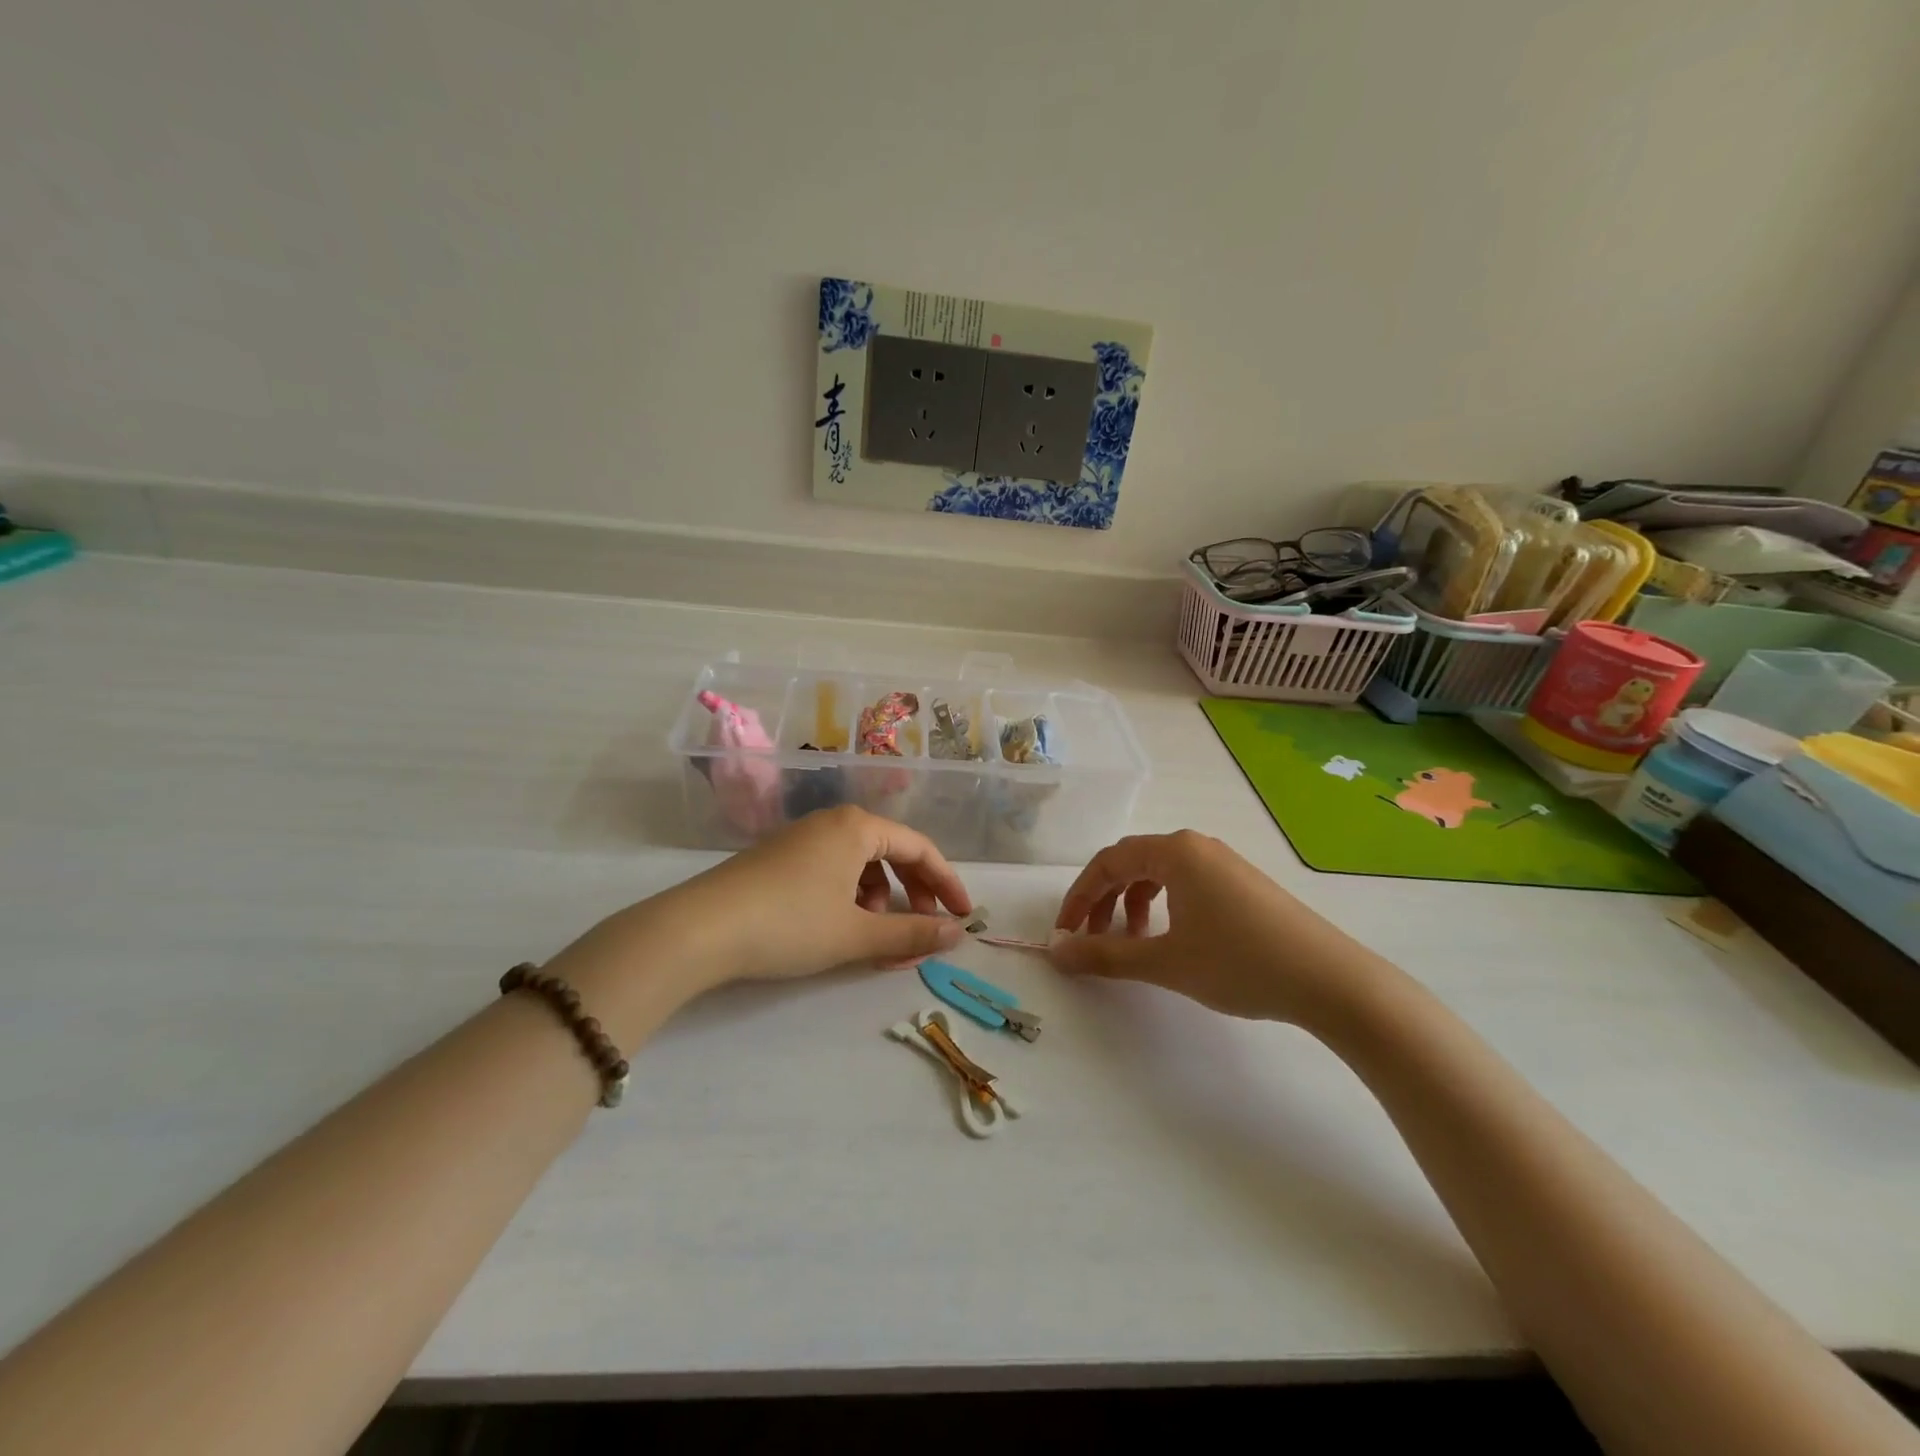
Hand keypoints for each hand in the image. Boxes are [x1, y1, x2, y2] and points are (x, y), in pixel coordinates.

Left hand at [556, 807, 972, 1018]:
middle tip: (923, 929)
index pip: (920, 848)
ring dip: (881, 897)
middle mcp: (832, 822)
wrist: (699, 930)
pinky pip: (833, 869)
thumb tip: (956, 935)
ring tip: (875, 934)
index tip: (963, 917)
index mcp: (857, 827)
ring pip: (861, 862)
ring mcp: (802, 838)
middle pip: (891, 851)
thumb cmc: (789, 925)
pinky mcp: (779, 858)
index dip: (947, 883)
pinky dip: (850, 896)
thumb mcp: (856, 933)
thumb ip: (911, 933)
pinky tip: (840, 925)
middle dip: (914, 892)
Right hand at [1050, 830, 1391, 1025]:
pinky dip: (1162, 907)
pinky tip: (1168, 938)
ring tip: (1130, 943)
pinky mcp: (1241, 883)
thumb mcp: (1165, 962)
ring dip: (1132, 905)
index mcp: (1174, 851)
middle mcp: (1196, 846)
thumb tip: (1056, 952)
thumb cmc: (1240, 963)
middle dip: (1103, 901)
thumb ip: (1105, 955)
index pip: (1108, 862)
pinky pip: (1185, 884)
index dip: (1079, 897)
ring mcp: (1222, 862)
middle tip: (1089, 940)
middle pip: (1131, 863)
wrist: (1330, 981)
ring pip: (1158, 874)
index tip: (1065, 933)